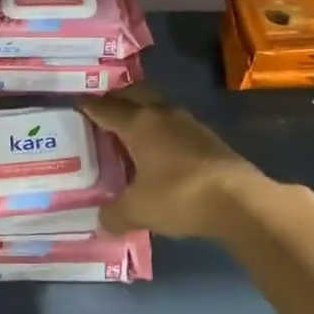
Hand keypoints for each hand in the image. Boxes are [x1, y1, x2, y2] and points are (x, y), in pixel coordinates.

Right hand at [79, 87, 271, 239]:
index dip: (88, 106)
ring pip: (157, 106)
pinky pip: (174, 124)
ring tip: (128, 131)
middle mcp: (162, 114)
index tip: (74, 105)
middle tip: (102, 114)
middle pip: (134, 94)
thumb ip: (115, 214)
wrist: (239, 201)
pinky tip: (158, 150)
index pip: (105, 108)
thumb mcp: (138, 210)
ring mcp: (188, 123)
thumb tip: (102, 220)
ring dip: (142, 112)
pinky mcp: (208, 137)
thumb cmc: (179, 196)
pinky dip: (160, 130)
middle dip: (117, 99)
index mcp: (139, 123)